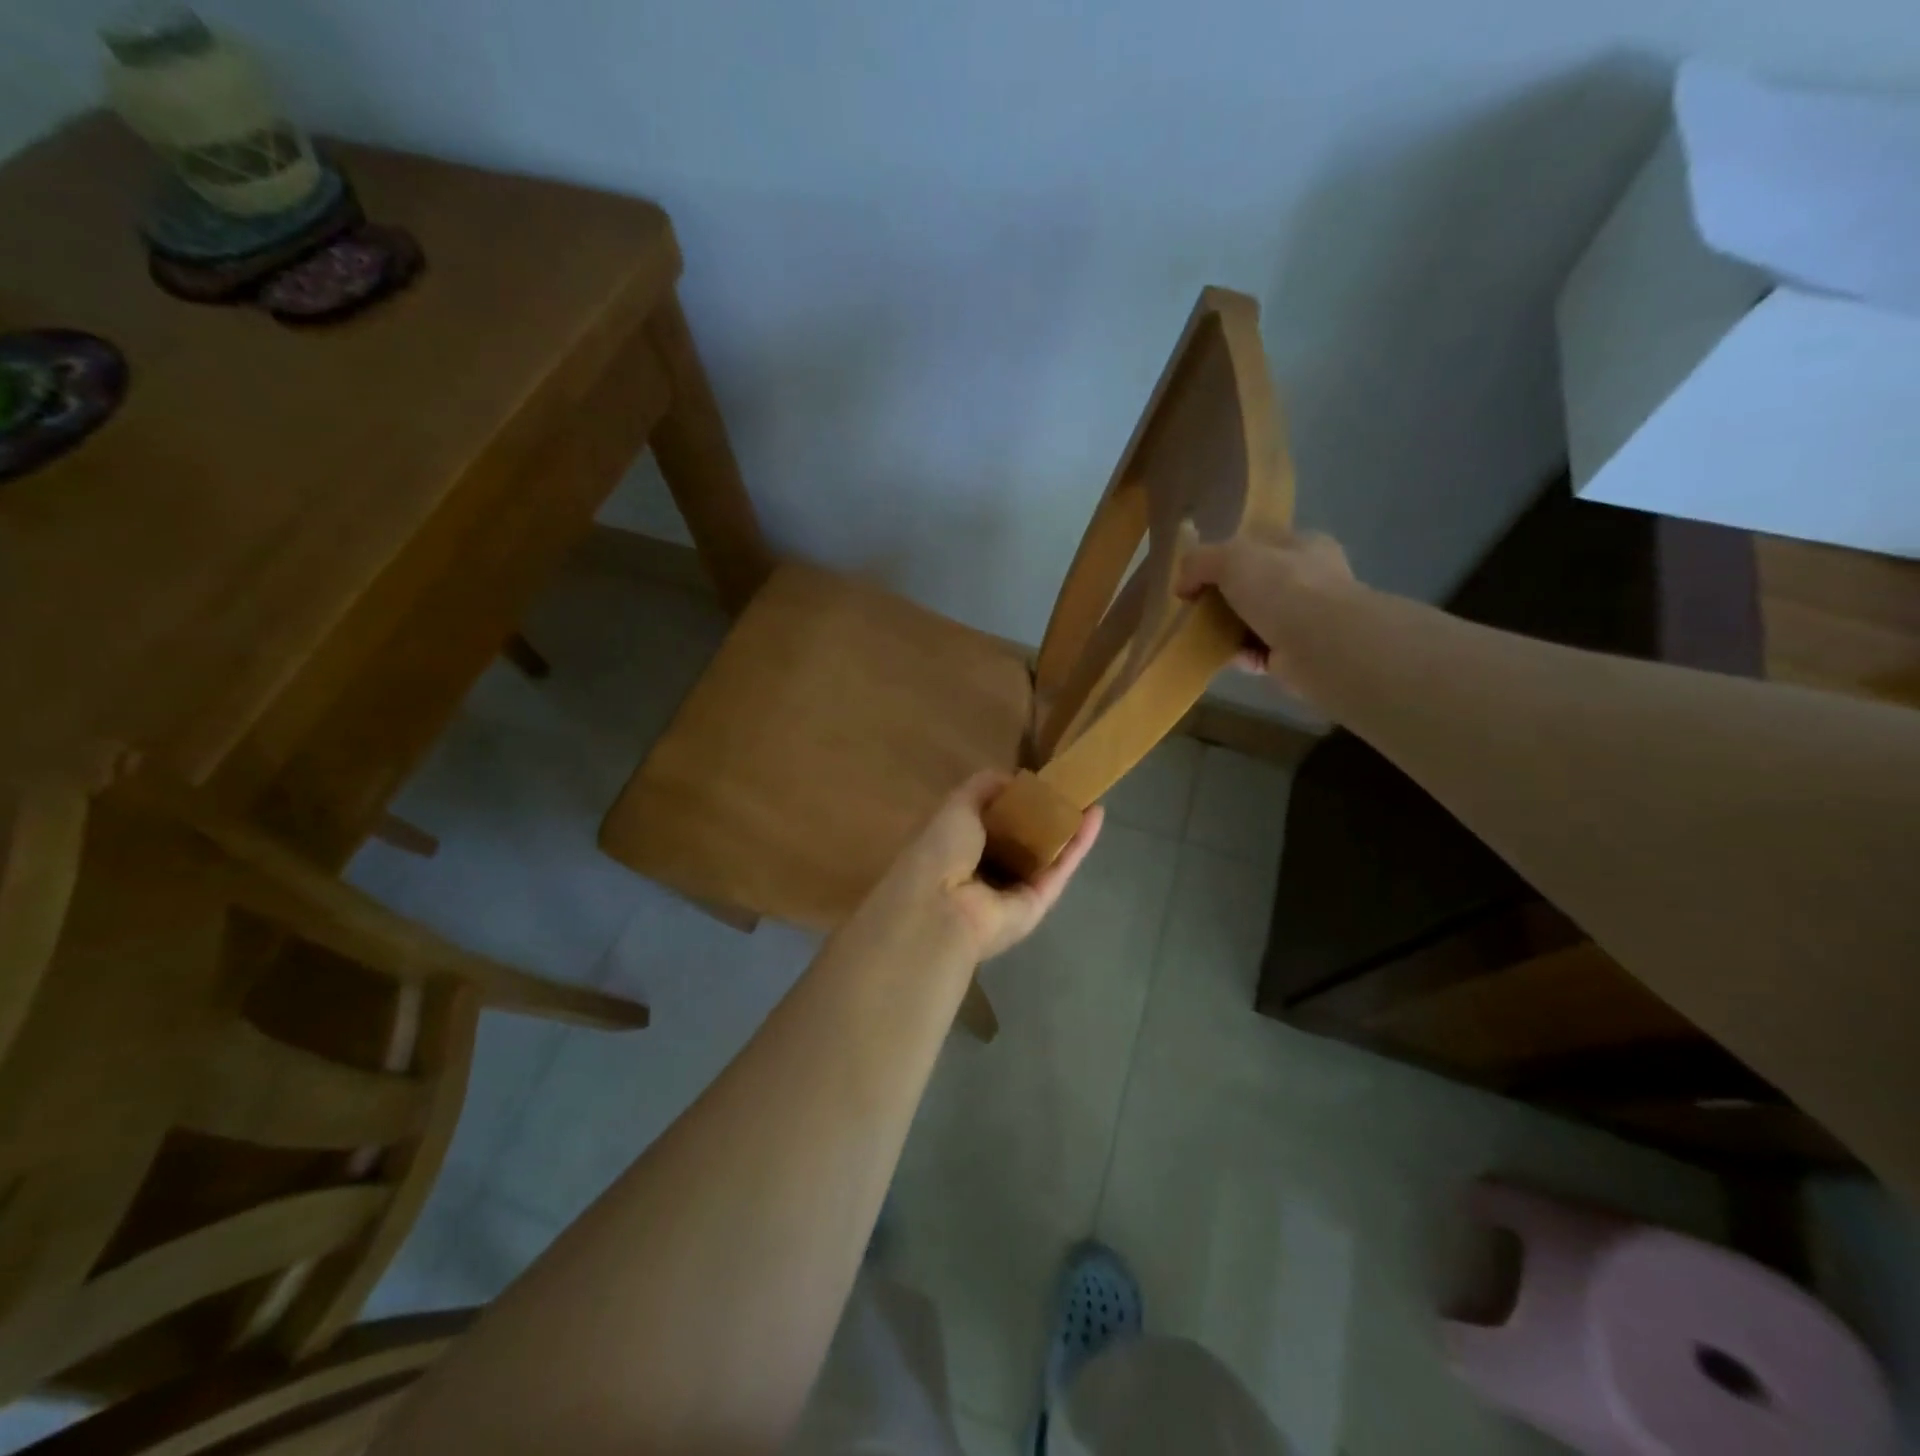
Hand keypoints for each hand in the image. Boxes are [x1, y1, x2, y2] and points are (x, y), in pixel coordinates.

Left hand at [883, 772, 1102, 962]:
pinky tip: (1096, 814)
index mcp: (960, 848)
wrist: (941, 907)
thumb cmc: (941, 850)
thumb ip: (984, 787)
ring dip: (1068, 827)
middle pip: (1023, 840)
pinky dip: (1079, 843)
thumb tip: (1013, 777)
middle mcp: (986, 871)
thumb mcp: (957, 805)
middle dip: (1045, 815)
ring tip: (1090, 795)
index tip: (1036, 781)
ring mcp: (1014, 891)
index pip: (992, 823)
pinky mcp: (1039, 904)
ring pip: (1047, 854)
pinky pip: (1061, 868)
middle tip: (1070, 787)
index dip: (1013, 802)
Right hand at [1176, 526, 1357, 690]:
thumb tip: (1183, 584)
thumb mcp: (1231, 557)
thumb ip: (1200, 561)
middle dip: (1225, 596)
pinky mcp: (1300, 653)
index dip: (1227, 554)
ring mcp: (1308, 617)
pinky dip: (1241, 655)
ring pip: (1257, 619)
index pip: (1260, 543)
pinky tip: (1225, 656)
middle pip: (1256, 583)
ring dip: (1230, 628)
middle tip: (1196, 607)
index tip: (1198, 574)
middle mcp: (1310, 578)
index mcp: (1302, 545)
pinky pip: (1261, 651)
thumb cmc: (1282, 587)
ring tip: (1202, 635)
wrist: (1320, 644)